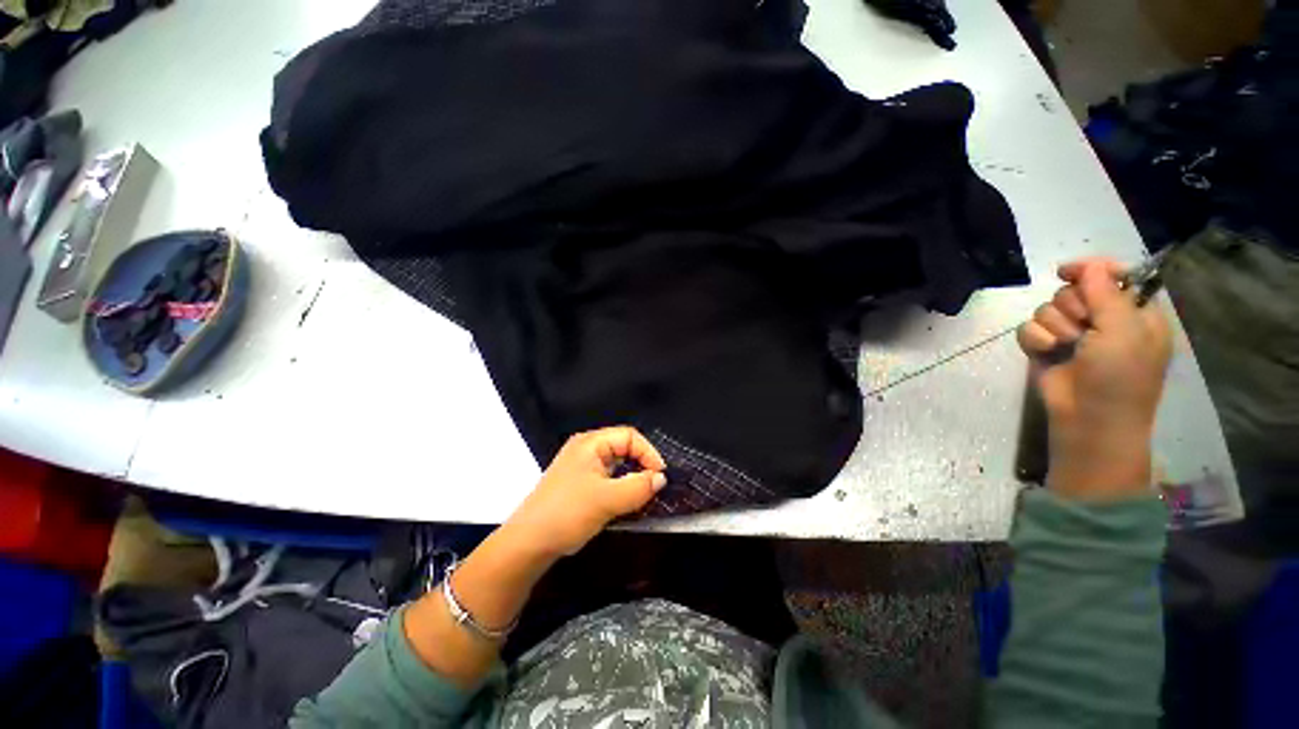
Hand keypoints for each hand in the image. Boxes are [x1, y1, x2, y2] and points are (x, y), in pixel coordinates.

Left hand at [504, 427, 666, 557]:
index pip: (629, 436)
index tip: (660, 476)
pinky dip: (620, 487)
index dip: (648, 453)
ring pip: (616, 465)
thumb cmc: (568, 513)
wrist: (528, 544)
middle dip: (641, 465)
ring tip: (644, 496)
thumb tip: (661, 479)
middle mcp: (586, 449)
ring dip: (632, 478)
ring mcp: (581, 467)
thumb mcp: (608, 499)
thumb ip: (639, 487)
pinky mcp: (579, 484)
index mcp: (590, 443)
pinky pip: (607, 478)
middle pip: (623, 448)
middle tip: (654, 486)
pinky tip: (626, 503)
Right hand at [1017, 258, 1171, 499]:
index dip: (1092, 269)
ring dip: (1054, 326)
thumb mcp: (1123, 331)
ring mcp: (1071, 335)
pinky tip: (1046, 352)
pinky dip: (1034, 339)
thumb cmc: (1119, 378)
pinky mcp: (1045, 348)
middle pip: (1073, 290)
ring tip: (1065, 347)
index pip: (1113, 276)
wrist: (1089, 421)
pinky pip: (1028, 328)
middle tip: (1083, 329)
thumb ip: (1106, 293)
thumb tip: (1088, 265)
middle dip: (1072, 306)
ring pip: (1047, 308)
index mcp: (1133, 313)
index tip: (1068, 271)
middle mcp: (1102, 320)